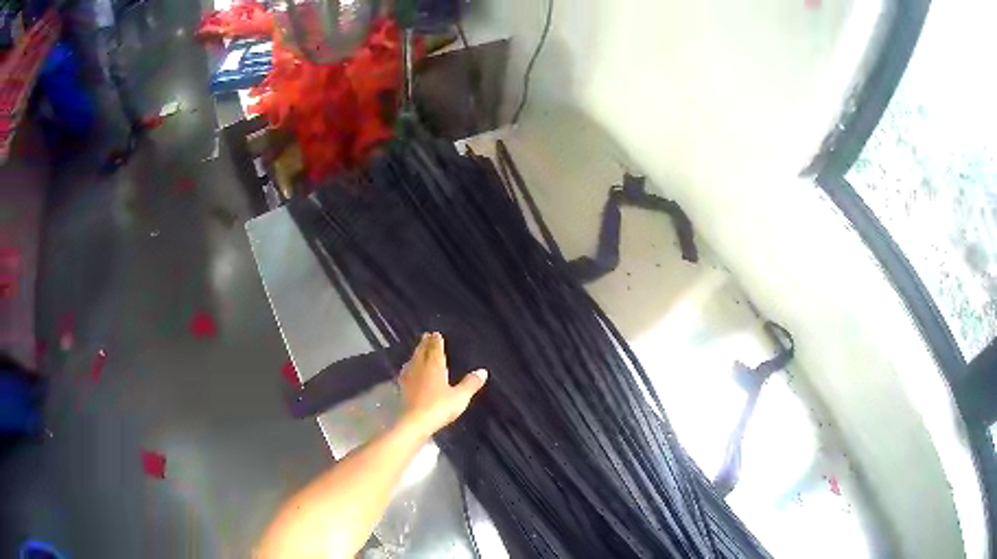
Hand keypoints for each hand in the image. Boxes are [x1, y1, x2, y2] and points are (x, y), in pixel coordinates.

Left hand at [398, 332, 486, 438]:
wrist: (415, 421)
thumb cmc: (440, 407)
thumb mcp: (460, 396)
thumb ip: (470, 383)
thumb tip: (483, 371)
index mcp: (435, 366)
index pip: (435, 349)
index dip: (436, 341)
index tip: (435, 334)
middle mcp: (420, 367)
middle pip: (422, 352)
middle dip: (425, 344)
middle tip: (426, 336)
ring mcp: (410, 377)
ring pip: (413, 360)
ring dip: (416, 353)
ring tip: (418, 350)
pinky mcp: (402, 388)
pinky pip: (406, 372)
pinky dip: (409, 367)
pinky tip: (408, 370)